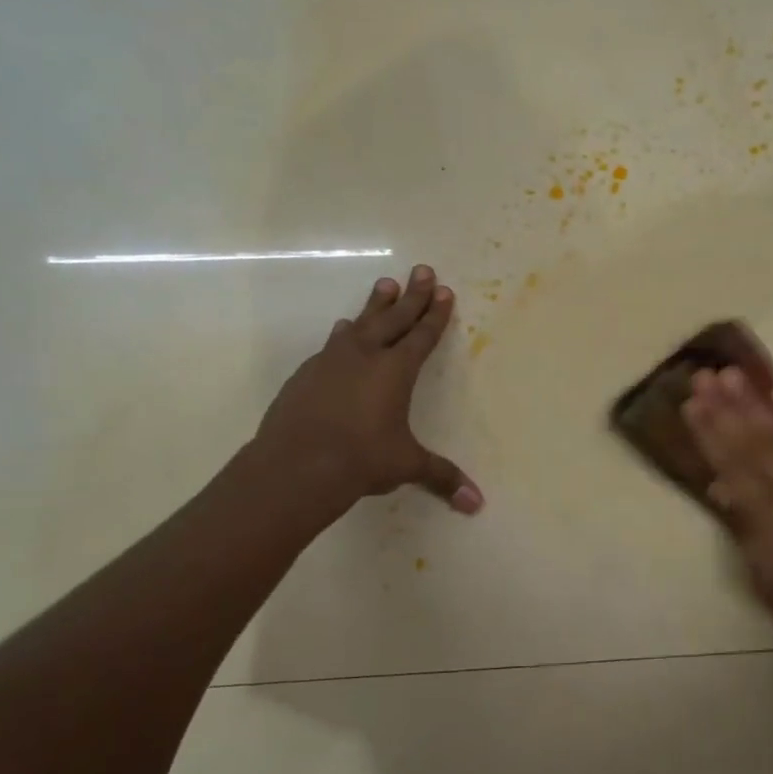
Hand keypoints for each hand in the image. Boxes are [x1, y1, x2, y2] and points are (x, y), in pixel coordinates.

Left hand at [248, 265, 482, 521]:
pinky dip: (343, 334)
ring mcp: (332, 361)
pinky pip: (332, 344)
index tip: (444, 291)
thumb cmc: (361, 460)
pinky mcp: (307, 374)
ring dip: (375, 305)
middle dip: (412, 295)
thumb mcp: (406, 466)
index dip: (435, 314)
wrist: (295, 465)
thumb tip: (477, 504)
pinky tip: (342, 330)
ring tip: (384, 286)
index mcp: (396, 371)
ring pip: (361, 323)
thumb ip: (441, 477)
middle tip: (422, 269)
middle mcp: (366, 356)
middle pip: (394, 318)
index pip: (422, 335)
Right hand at [683, 366, 772, 657]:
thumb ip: (746, 530)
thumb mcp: (768, 579)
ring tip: (732, 374)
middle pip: (752, 440)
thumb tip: (720, 488)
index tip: (690, 404)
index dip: (709, 433)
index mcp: (769, 515)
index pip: (731, 465)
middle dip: (725, 407)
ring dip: (754, 401)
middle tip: (702, 376)